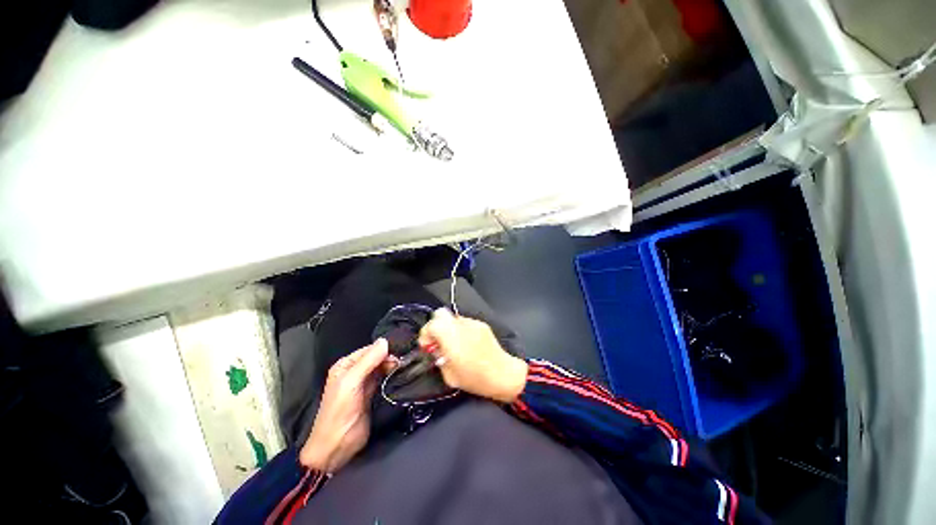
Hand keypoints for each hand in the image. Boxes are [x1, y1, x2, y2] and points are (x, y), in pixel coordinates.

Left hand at [299, 339, 393, 472]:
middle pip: (376, 357)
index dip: (384, 348)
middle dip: (390, 356)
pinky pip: (383, 378)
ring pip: (381, 367)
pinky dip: (391, 375)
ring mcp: (363, 383)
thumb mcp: (351, 382)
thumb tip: (385, 341)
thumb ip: (368, 361)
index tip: (401, 349)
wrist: (337, 445)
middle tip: (404, 360)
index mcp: (346, 365)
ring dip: (392, 365)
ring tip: (405, 365)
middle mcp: (354, 371)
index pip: (369, 349)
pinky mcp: (372, 394)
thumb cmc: (339, 411)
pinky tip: (400, 373)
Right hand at [418, 309, 527, 402]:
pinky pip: (465, 323)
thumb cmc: (475, 378)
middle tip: (438, 342)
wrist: (503, 374)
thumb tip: (436, 350)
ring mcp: (472, 323)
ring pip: (452, 318)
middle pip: (440, 314)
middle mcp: (461, 325)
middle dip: (435, 326)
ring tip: (454, 344)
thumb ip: (439, 358)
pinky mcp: (481, 324)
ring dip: (448, 328)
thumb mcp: (449, 376)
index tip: (428, 346)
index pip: (431, 324)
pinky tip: (467, 344)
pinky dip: (460, 330)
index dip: (425, 334)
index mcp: (451, 337)